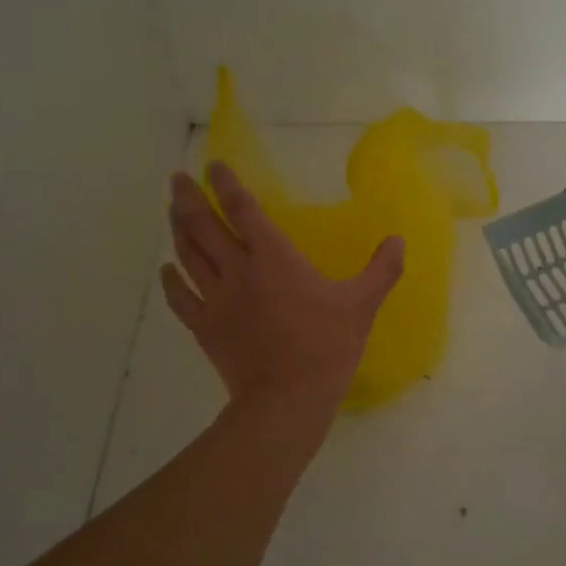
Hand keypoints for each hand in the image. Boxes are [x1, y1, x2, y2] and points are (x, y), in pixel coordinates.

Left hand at [162, 162, 404, 421]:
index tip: (213, 165)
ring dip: (177, 229)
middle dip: (188, 199)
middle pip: (203, 226)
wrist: (287, 399)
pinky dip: (171, 280)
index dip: (227, 184)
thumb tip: (399, 240)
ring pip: (188, 256)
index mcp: (274, 258)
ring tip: (171, 211)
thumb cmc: (326, 347)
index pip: (243, 210)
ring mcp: (216, 299)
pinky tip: (167, 269)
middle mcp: (238, 270)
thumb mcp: (362, 305)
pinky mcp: (205, 327)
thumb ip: (381, 269)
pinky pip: (181, 298)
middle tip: (177, 180)